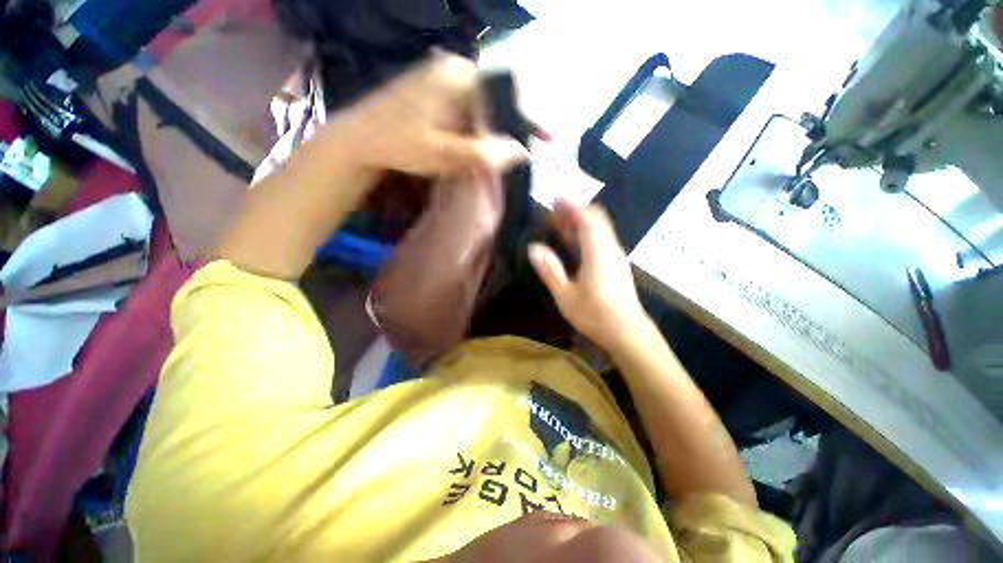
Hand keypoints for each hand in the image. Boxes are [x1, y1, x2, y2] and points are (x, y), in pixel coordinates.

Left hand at [324, 51, 529, 178]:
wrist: (359, 139)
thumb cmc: (398, 144)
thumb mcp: (443, 154)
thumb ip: (483, 153)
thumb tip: (521, 152)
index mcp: (457, 77)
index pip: (507, 92)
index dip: (529, 117)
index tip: (546, 138)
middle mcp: (454, 69)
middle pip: (497, 96)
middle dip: (515, 125)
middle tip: (527, 151)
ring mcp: (443, 78)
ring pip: (484, 103)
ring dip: (498, 128)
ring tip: (510, 152)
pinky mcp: (437, 90)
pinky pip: (470, 107)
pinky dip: (482, 126)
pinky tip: (484, 144)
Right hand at [529, 199, 651, 352]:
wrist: (628, 332)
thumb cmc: (595, 315)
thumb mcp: (566, 296)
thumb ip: (550, 270)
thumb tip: (533, 248)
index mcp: (598, 253)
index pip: (587, 219)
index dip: (571, 205)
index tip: (555, 197)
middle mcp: (610, 248)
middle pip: (596, 219)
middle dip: (575, 210)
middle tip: (554, 209)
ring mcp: (615, 256)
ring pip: (600, 229)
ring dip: (580, 221)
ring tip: (559, 222)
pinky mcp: (616, 264)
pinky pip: (601, 239)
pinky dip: (587, 233)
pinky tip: (573, 241)